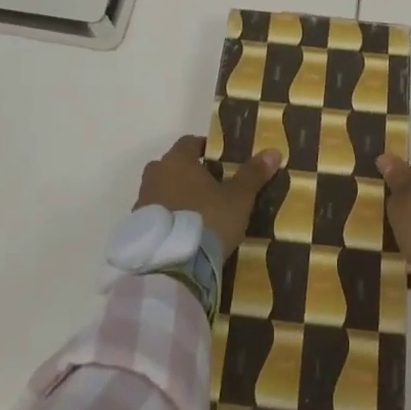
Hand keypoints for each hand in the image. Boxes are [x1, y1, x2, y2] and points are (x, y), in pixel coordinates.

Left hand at [135, 135, 281, 259]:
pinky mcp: (137, 228)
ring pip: (161, 190)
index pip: (190, 142)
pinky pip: (155, 215)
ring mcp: (142, 201)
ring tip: (198, 215)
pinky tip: (182, 234)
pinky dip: (167, 219)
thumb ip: (253, 174)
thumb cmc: (208, 220)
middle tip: (210, 189)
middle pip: (173, 166)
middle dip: (189, 174)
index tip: (219, 160)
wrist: (172, 266)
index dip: (205, 148)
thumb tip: (273, 151)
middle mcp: (156, 174)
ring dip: (176, 197)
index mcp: (178, 160)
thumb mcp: (238, 198)